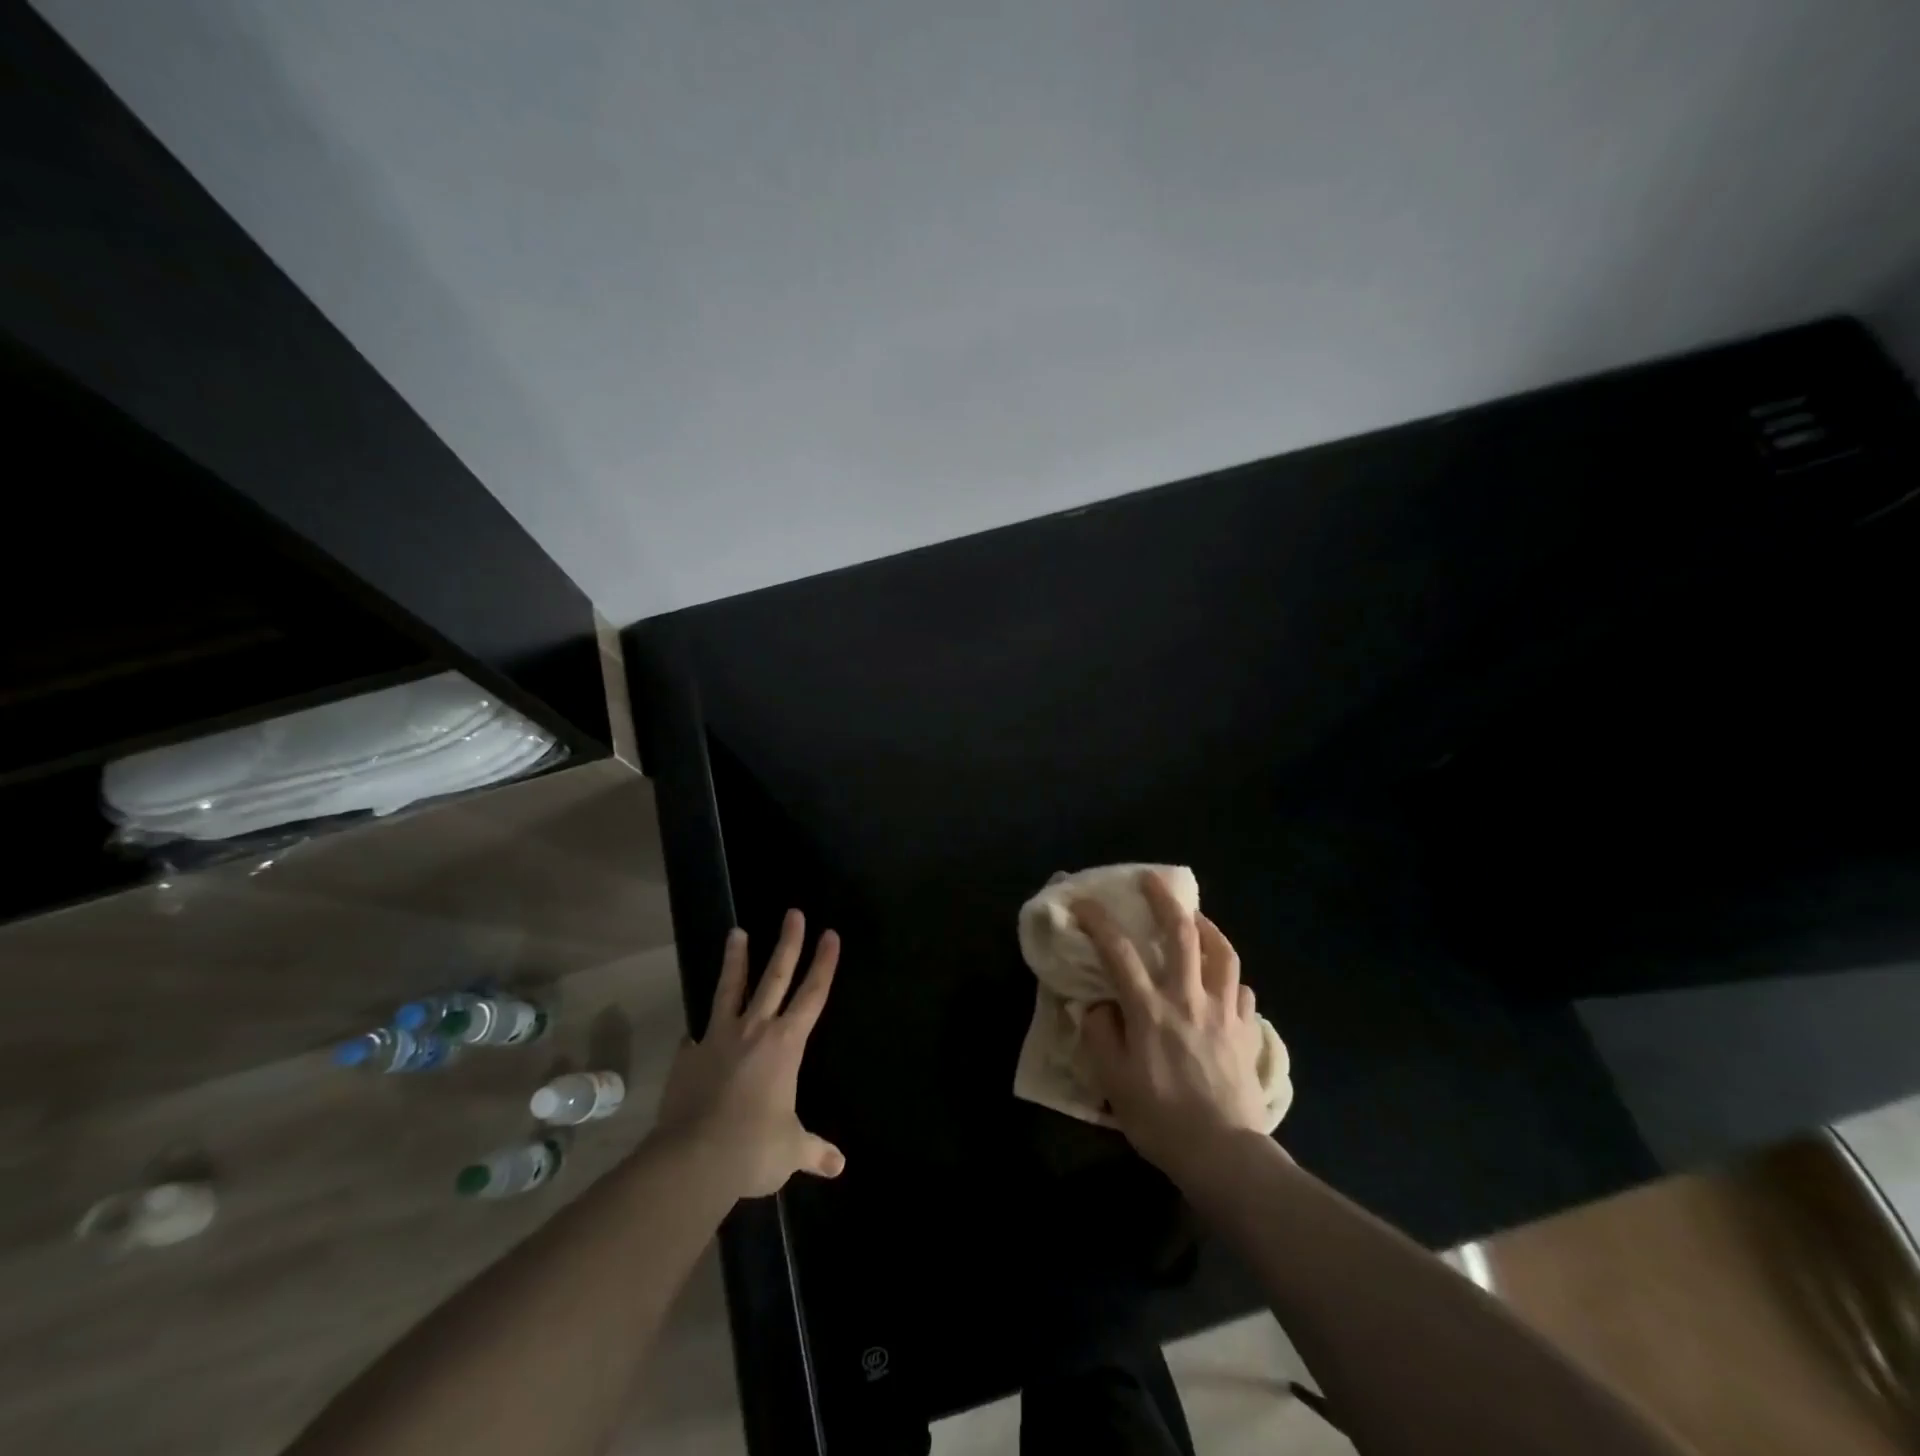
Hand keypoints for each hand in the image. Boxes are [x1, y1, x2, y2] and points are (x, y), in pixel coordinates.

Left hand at [654, 909, 845, 1198]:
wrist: (693, 1160)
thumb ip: (813, 1151)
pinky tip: (696, 1030)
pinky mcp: (689, 1055)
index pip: (812, 994)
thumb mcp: (790, 1150)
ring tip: (736, 932)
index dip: (824, 964)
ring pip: (730, 988)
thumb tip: (838, 1166)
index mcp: (786, 1044)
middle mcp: (754, 1030)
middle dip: (788, 944)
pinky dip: (701, 1030)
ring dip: (736, 960)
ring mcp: (718, 1038)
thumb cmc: (753, 1148)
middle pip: (775, 977)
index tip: (830, 934)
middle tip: (792, 914)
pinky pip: (698, 1035)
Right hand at [1076, 873, 1268, 1182]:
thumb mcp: (1113, 1081)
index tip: (1083, 903)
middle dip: (1164, 900)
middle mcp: (1189, 999)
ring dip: (1208, 928)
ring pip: (1222, 954)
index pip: (1119, 952)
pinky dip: (1231, 980)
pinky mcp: (1247, 1032)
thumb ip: (1102, 1035)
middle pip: (1181, 935)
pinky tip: (1224, 983)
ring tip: (1196, 920)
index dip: (1098, 922)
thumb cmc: (1160, 1119)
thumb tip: (1100, 1005)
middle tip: (1152, 881)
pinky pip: (1243, 993)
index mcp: (1151, 1010)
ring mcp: (1224, 1013)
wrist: (1223, 1154)